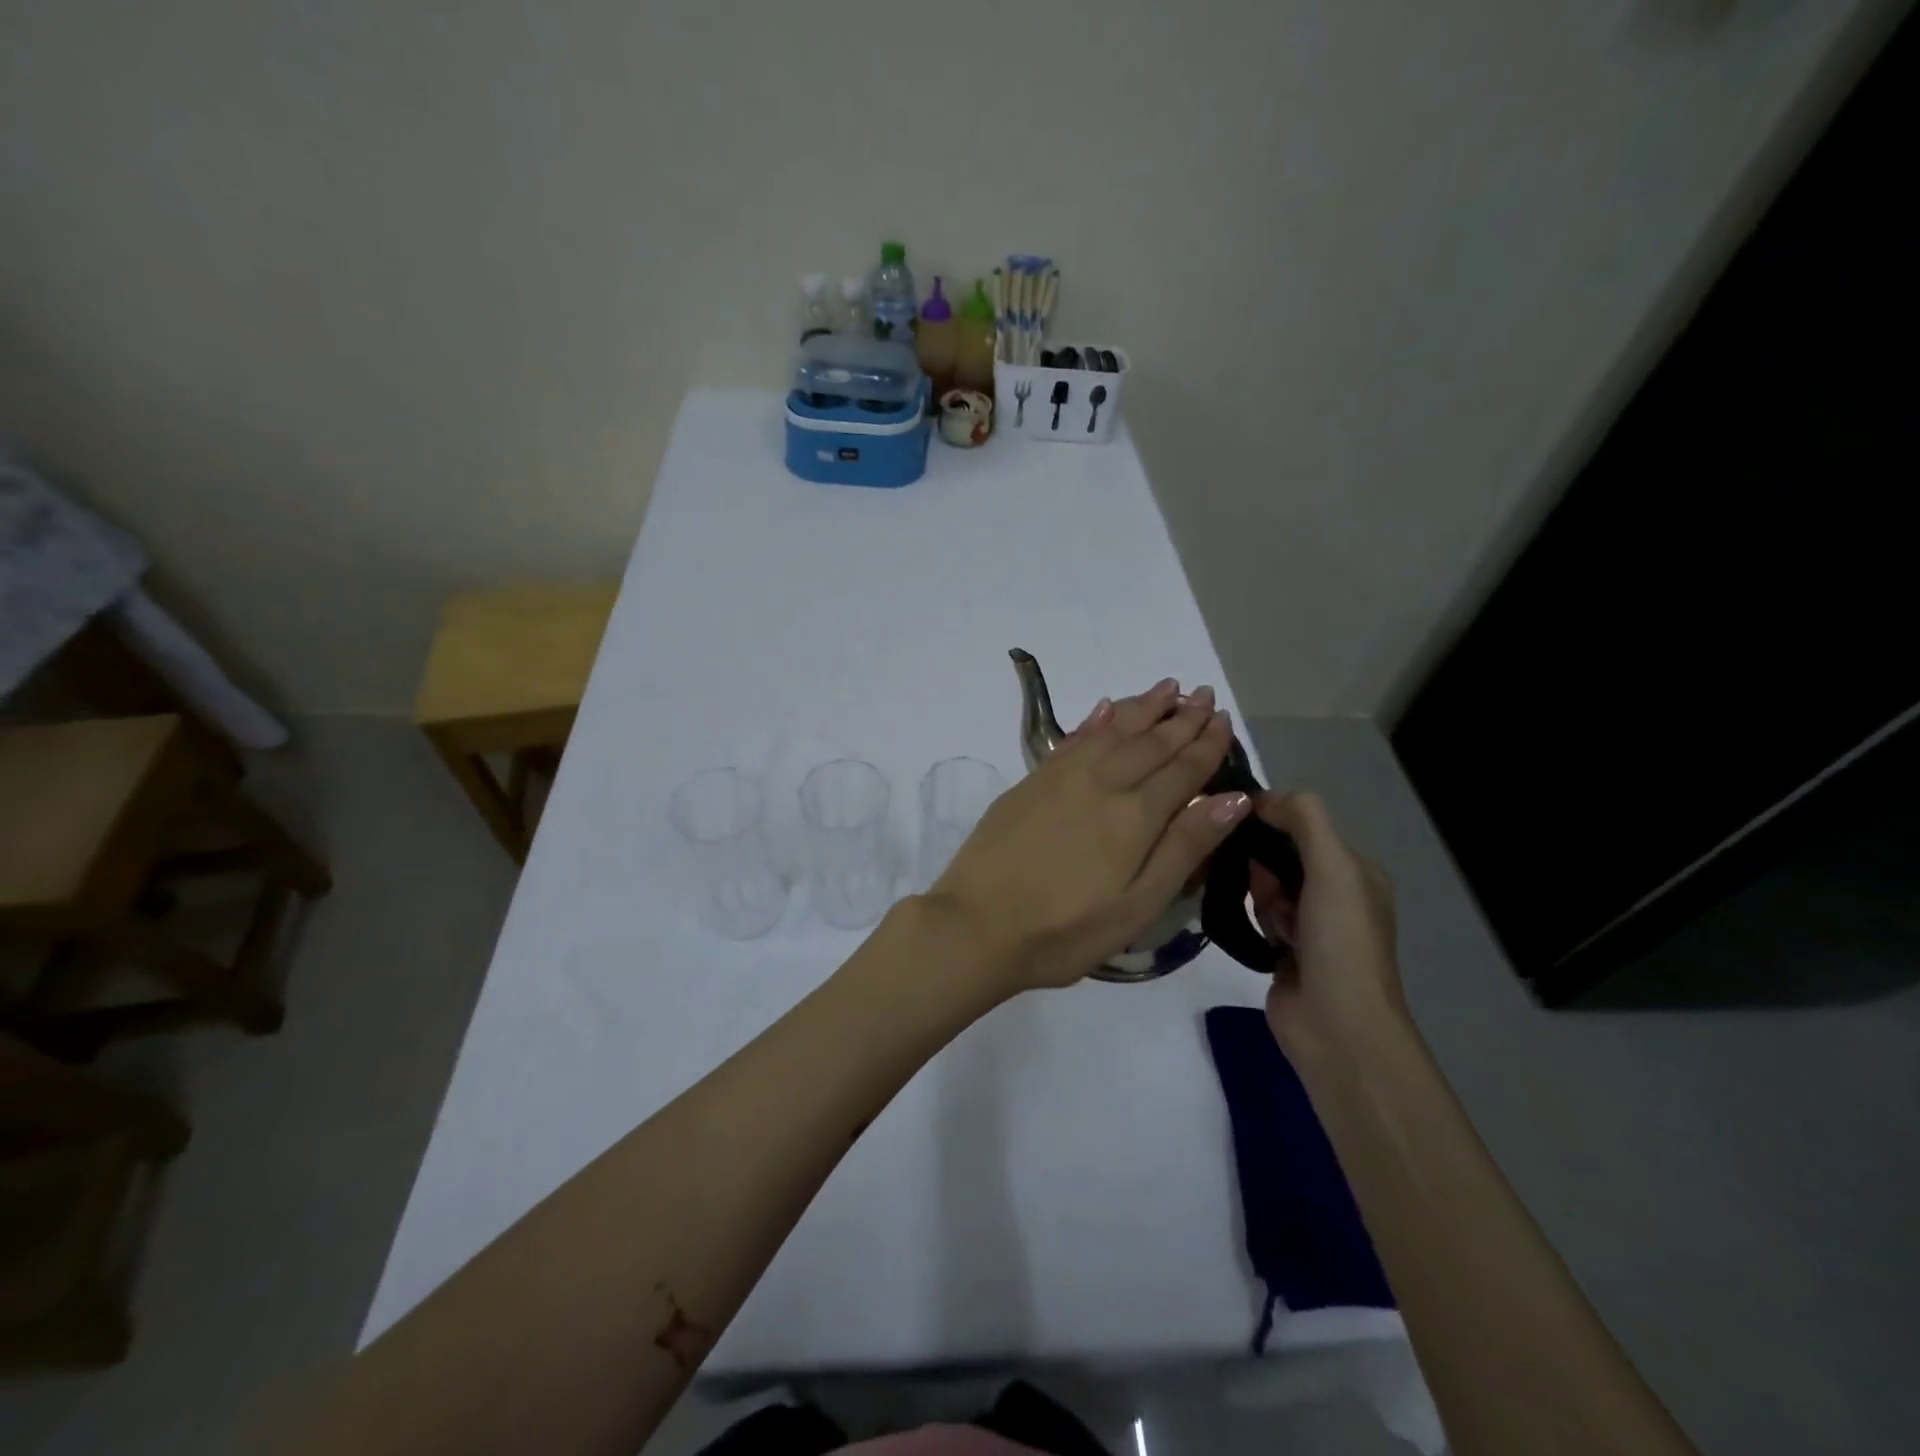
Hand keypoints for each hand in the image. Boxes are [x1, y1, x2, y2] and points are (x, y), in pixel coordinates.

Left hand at [926, 677, 1252, 991]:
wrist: (976, 925)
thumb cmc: (1065, 930)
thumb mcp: (1137, 906)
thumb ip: (1184, 847)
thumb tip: (1233, 797)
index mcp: (1134, 815)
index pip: (1182, 769)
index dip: (1207, 744)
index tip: (1225, 719)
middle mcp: (1102, 782)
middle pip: (1150, 742)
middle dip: (1181, 718)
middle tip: (1204, 693)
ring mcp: (1062, 777)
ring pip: (1112, 730)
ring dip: (1142, 707)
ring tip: (1167, 688)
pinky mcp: (1031, 781)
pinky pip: (1073, 738)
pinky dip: (1095, 720)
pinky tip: (1105, 709)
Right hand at [1247, 792, 1408, 1062]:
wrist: (1337, 1026)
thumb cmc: (1340, 940)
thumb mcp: (1333, 866)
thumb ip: (1304, 819)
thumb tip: (1260, 796)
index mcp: (1357, 872)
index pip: (1307, 825)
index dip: (1274, 817)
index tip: (1236, 816)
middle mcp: (1336, 895)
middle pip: (1283, 854)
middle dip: (1263, 859)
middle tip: (1251, 874)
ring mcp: (1310, 927)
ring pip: (1267, 885)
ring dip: (1259, 891)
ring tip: (1264, 914)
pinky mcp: (1284, 952)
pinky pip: (1258, 916)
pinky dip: (1253, 916)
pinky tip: (1254, 927)